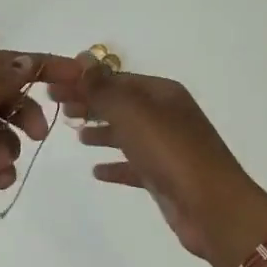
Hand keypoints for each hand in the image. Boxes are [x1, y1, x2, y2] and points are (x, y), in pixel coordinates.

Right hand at [45, 55, 266, 266]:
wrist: (213, 209)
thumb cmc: (171, 153)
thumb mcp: (132, 113)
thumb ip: (103, 87)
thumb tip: (83, 56)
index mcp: (162, 94)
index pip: (116, 79)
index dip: (84, 81)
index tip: (53, 86)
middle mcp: (167, 116)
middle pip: (121, 103)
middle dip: (90, 103)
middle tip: (58, 108)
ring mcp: (168, 147)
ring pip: (128, 133)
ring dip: (102, 131)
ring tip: (76, 135)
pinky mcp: (165, 178)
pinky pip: (135, 165)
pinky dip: (116, 165)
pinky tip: (96, 171)